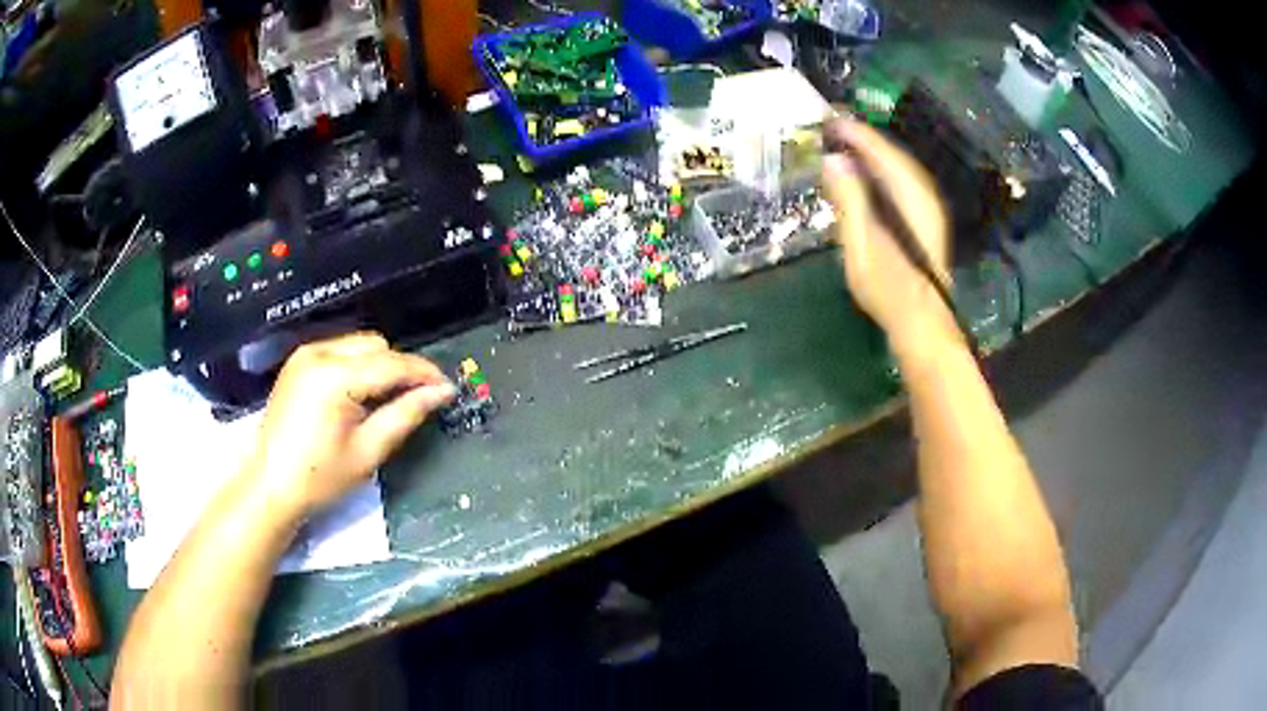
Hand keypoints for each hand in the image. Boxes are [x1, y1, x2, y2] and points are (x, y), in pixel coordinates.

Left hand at [243, 332, 456, 519]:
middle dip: (399, 369)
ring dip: (378, 366)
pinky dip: (357, 367)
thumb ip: (406, 414)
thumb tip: (440, 392)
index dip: (423, 373)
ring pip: (358, 345)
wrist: (270, 485)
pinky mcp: (298, 363)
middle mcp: (318, 354)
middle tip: (413, 401)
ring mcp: (305, 355)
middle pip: (376, 345)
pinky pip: (340, 351)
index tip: (447, 387)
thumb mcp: (368, 451)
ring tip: (384, 402)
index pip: (391, 363)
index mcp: (334, 377)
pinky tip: (357, 397)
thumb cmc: (319, 477)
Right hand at [821, 119, 958, 356]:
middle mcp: (924, 197)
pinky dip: (882, 171)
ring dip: (874, 154)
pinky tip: (866, 175)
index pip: (883, 153)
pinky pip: (902, 182)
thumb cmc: (889, 292)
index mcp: (911, 199)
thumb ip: (849, 202)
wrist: (923, 325)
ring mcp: (927, 209)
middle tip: (833, 127)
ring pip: (900, 168)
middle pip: (894, 156)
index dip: (857, 134)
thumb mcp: (862, 248)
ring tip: (845, 145)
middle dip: (865, 139)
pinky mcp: (925, 221)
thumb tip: (834, 161)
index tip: (831, 120)